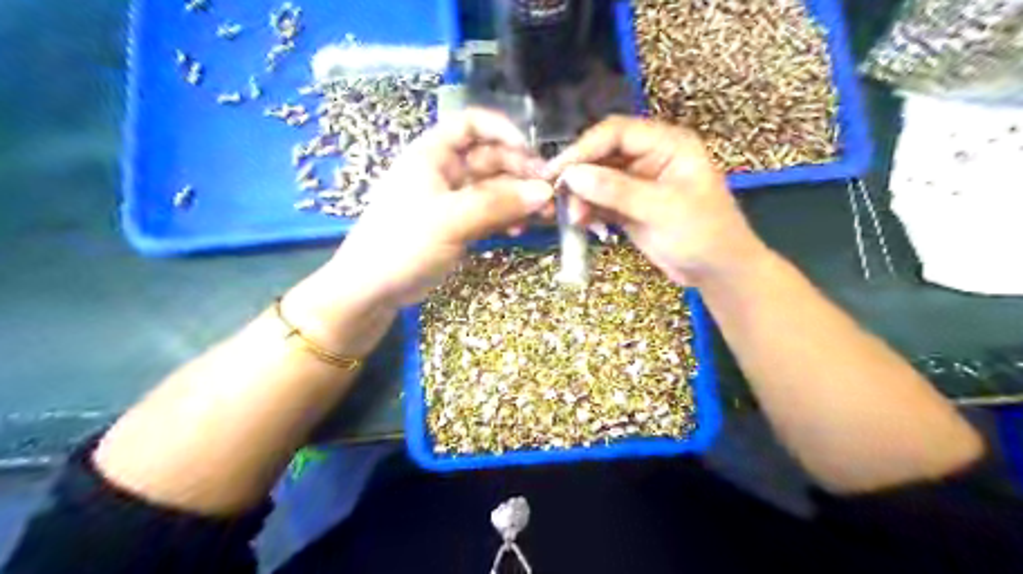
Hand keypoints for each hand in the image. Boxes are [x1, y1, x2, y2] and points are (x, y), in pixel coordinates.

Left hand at [325, 110, 552, 310]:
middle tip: (548, 192)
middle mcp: (445, 171)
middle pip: (490, 158)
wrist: (374, 289)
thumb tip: (545, 192)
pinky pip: (490, 213)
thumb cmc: (403, 243)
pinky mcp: (459, 224)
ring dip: (519, 198)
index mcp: (433, 154)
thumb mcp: (450, 220)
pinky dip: (507, 217)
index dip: (502, 130)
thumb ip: (497, 204)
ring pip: (494, 188)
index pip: (471, 124)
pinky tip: (520, 229)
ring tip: (544, 214)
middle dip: (520, 171)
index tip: (531, 152)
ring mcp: (453, 200)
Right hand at [542, 117, 766, 285]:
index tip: (557, 171)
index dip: (584, 148)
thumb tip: (572, 175)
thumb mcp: (662, 209)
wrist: (717, 272)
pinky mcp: (629, 206)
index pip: (616, 132)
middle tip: (558, 199)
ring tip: (575, 218)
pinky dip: (589, 211)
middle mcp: (650, 157)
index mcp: (667, 144)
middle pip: (602, 154)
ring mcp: (638, 183)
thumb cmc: (703, 234)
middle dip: (580, 175)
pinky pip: (600, 201)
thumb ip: (617, 190)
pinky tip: (584, 225)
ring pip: (597, 179)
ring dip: (581, 197)